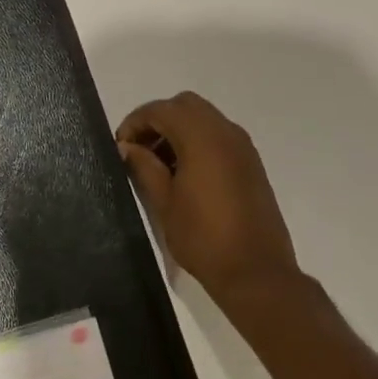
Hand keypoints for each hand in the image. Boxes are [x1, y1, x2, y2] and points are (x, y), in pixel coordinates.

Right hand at [116, 92, 302, 303]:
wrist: (256, 273)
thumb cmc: (203, 238)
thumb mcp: (163, 202)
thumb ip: (143, 166)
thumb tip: (127, 146)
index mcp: (202, 138)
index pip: (161, 110)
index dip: (135, 122)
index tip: (121, 146)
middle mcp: (226, 133)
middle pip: (185, 105)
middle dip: (158, 119)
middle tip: (140, 149)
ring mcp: (243, 148)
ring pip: (204, 118)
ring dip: (179, 129)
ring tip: (159, 163)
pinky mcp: (252, 164)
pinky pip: (219, 136)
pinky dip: (198, 141)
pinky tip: (184, 173)